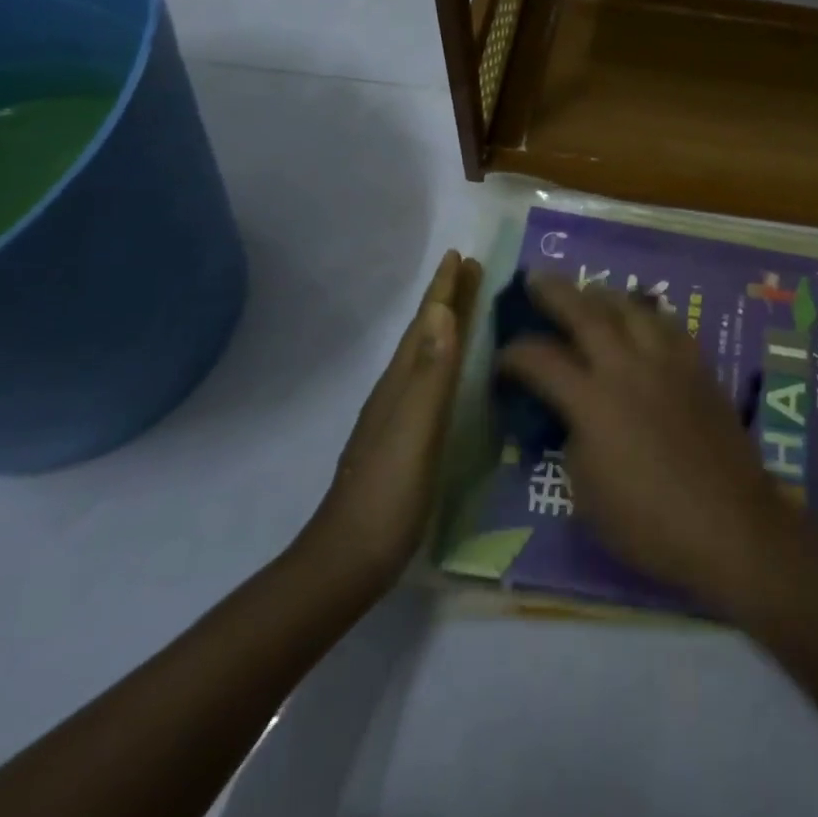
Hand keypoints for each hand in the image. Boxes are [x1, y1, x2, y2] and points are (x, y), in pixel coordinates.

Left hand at [292, 250, 482, 602]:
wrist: (348, 561)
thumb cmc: (388, 494)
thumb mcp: (415, 430)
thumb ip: (431, 374)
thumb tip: (442, 311)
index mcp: (401, 383)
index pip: (426, 324)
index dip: (443, 290)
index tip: (460, 255)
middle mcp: (397, 391)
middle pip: (425, 333)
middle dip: (446, 298)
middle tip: (469, 267)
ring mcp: (397, 416)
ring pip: (425, 355)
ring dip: (445, 324)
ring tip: (464, 305)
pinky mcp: (403, 439)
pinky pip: (428, 381)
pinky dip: (443, 359)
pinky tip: (450, 372)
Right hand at [499, 275, 798, 613]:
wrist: (728, 523)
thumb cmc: (649, 523)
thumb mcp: (587, 494)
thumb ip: (575, 442)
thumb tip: (576, 417)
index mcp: (592, 401)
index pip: (541, 360)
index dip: (515, 354)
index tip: (503, 357)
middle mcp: (628, 367)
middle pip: (587, 313)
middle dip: (555, 293)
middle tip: (536, 279)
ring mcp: (668, 362)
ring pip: (632, 308)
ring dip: (604, 295)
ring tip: (590, 292)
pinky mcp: (699, 367)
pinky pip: (669, 325)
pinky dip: (647, 315)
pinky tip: (642, 319)